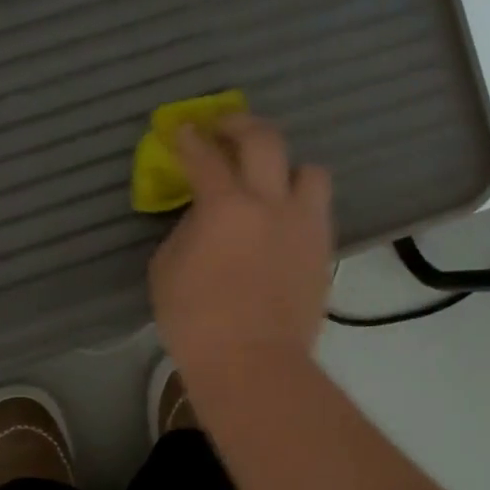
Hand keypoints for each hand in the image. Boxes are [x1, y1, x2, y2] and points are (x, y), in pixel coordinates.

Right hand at [149, 115, 332, 380]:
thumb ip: (186, 231)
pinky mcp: (323, 252)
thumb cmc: (196, 321)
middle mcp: (271, 203)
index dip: (189, 138)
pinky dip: (298, 206)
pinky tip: (282, 223)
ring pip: (310, 171)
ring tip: (271, 180)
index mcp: (225, 206)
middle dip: (241, 124)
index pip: (205, 156)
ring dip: (288, 167)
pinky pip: (317, 211)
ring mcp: (305, 226)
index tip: (182, 129)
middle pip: (265, 140)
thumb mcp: (166, 269)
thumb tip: (202, 218)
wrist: (253, 365)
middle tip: (225, 127)